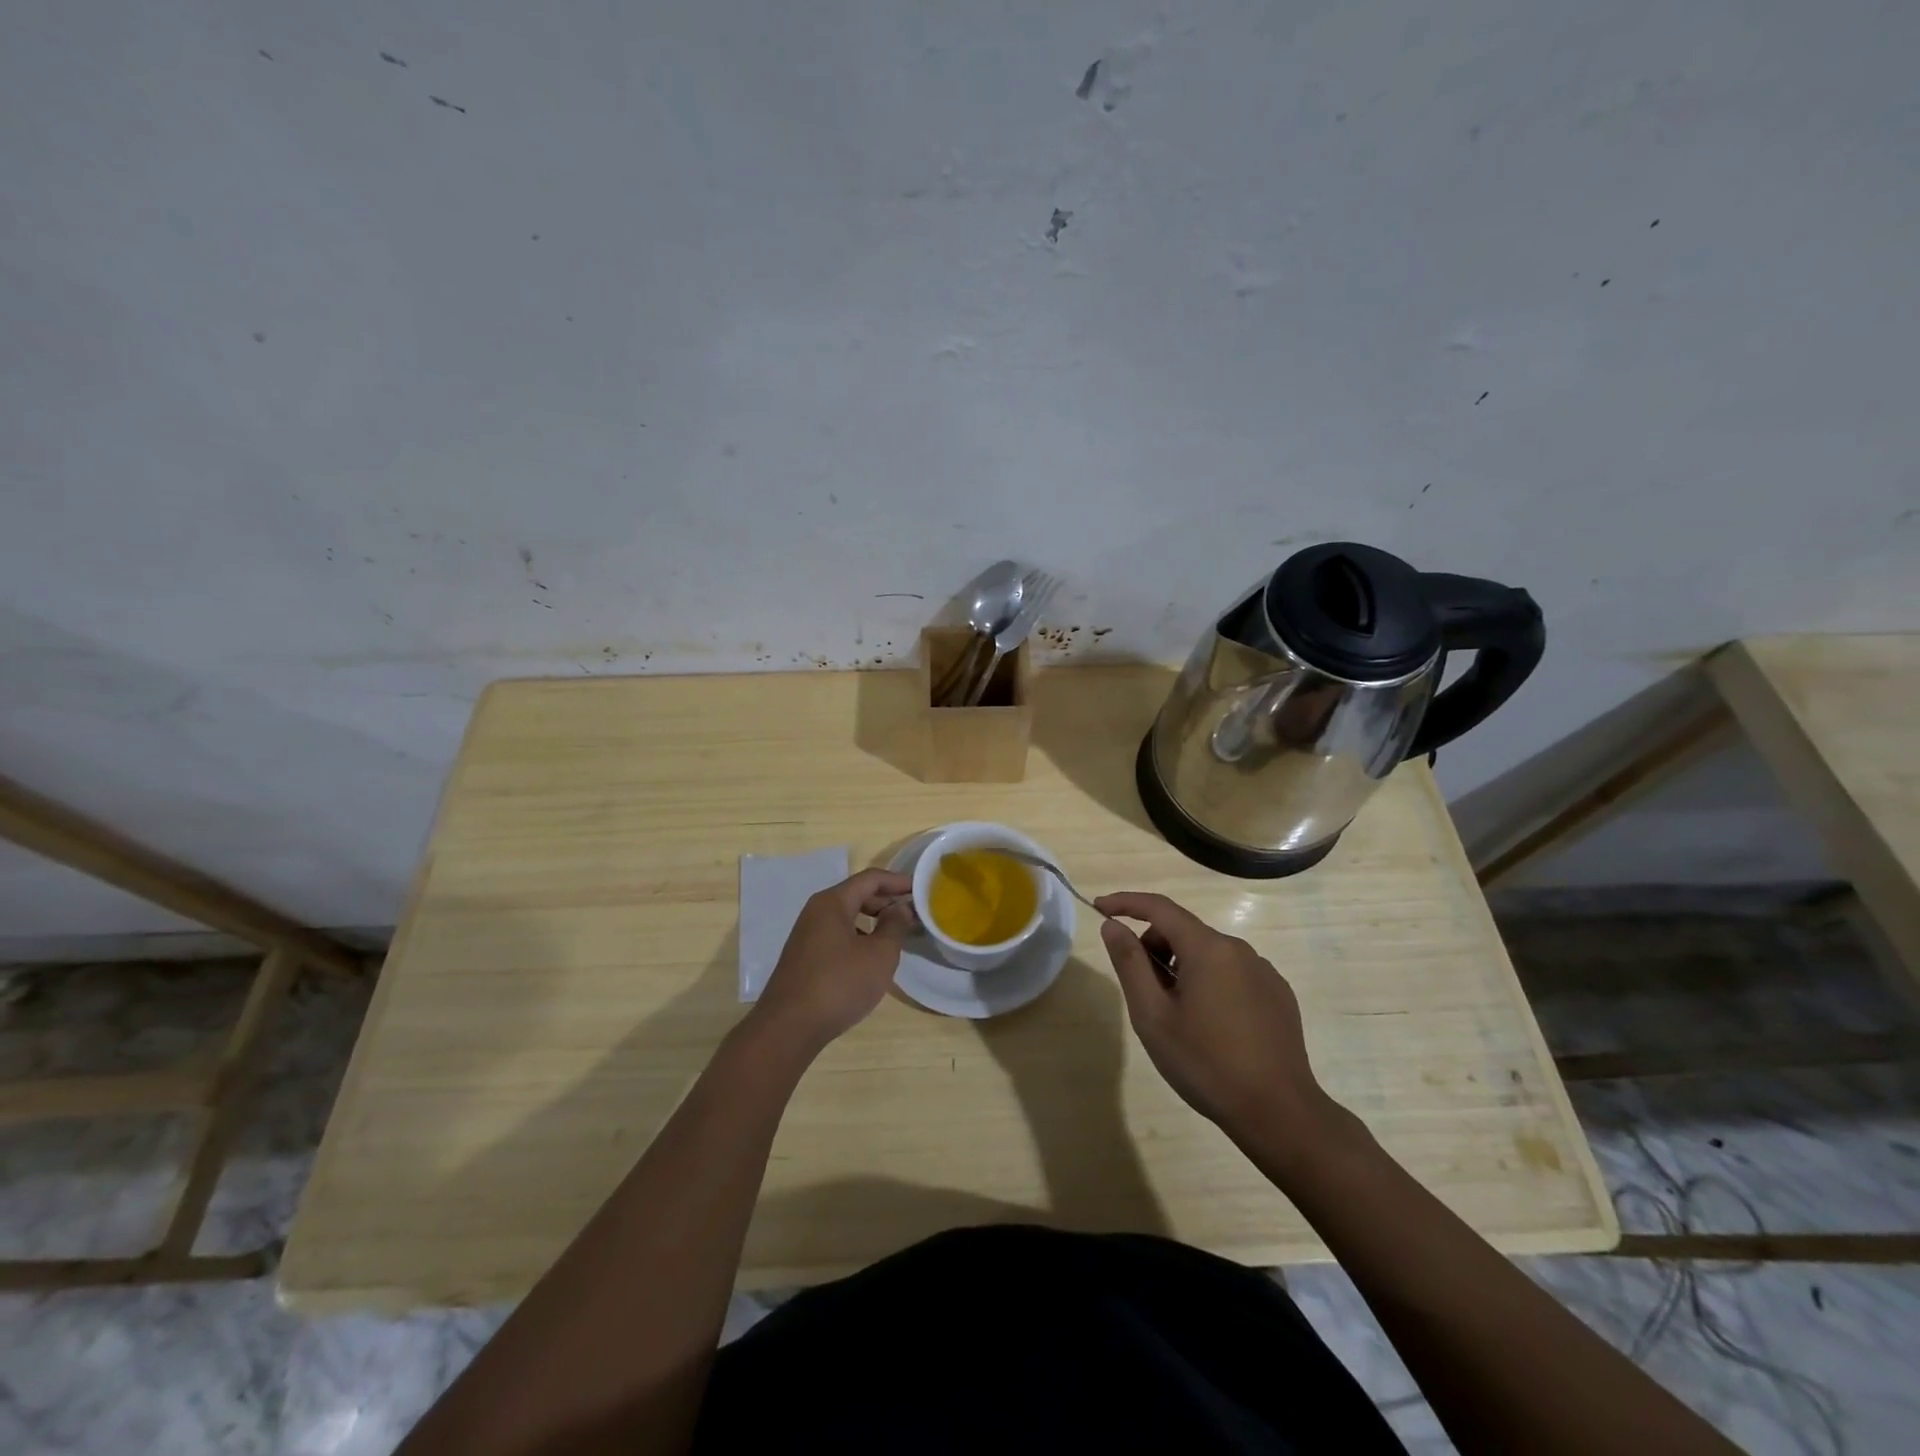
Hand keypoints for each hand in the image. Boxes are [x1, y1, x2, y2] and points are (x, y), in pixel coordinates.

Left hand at [748, 868, 915, 1052]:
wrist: (788, 1028)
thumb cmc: (839, 985)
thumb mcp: (879, 955)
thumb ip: (895, 926)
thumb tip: (901, 908)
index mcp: (832, 902)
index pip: (871, 879)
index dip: (898, 881)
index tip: (921, 890)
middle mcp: (816, 911)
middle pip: (857, 895)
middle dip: (887, 901)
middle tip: (914, 914)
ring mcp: (807, 934)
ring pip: (847, 916)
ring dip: (874, 920)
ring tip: (897, 935)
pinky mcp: (805, 956)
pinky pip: (838, 934)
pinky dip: (859, 936)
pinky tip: (871, 957)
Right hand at [1094, 891, 1336, 1156]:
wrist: (1278, 1113)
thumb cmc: (1205, 1063)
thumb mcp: (1153, 1016)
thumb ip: (1130, 963)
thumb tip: (1113, 926)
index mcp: (1207, 948)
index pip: (1159, 907)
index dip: (1126, 903)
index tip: (1100, 908)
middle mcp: (1239, 949)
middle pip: (1184, 931)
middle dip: (1154, 947)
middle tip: (1142, 992)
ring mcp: (1263, 971)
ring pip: (1208, 954)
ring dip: (1182, 968)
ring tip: (1177, 1016)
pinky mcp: (1278, 995)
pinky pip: (1233, 973)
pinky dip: (1210, 983)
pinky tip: (1211, 1026)